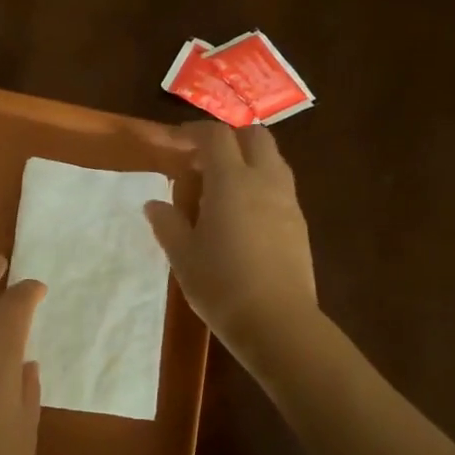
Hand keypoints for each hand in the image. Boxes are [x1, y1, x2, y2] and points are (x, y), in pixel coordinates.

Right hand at [145, 122, 317, 364]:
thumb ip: (167, 223)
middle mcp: (264, 180)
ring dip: (247, 159)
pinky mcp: (300, 222)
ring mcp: (288, 200)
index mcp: (231, 181)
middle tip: (202, 161)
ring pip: (272, 158)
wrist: (277, 322)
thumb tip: (154, 204)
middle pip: (253, 135)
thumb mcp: (182, 256)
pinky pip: (280, 185)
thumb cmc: (221, 285)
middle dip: (227, 138)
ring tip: (221, 186)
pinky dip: (260, 182)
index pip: (215, 135)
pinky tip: (243, 213)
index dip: (193, 132)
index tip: (175, 143)